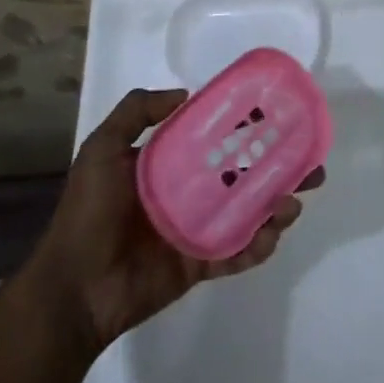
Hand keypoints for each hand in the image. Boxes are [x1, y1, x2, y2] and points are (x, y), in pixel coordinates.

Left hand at [27, 88, 322, 351]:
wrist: (73, 289)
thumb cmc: (88, 214)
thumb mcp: (101, 150)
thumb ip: (135, 113)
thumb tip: (186, 93)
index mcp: (169, 165)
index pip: (217, 139)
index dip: (247, 128)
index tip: (279, 118)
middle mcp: (189, 193)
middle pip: (244, 175)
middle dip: (279, 169)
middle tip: (310, 164)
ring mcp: (197, 230)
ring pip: (249, 213)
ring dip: (277, 207)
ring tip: (294, 202)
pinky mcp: (200, 265)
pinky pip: (237, 253)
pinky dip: (258, 246)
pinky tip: (271, 235)